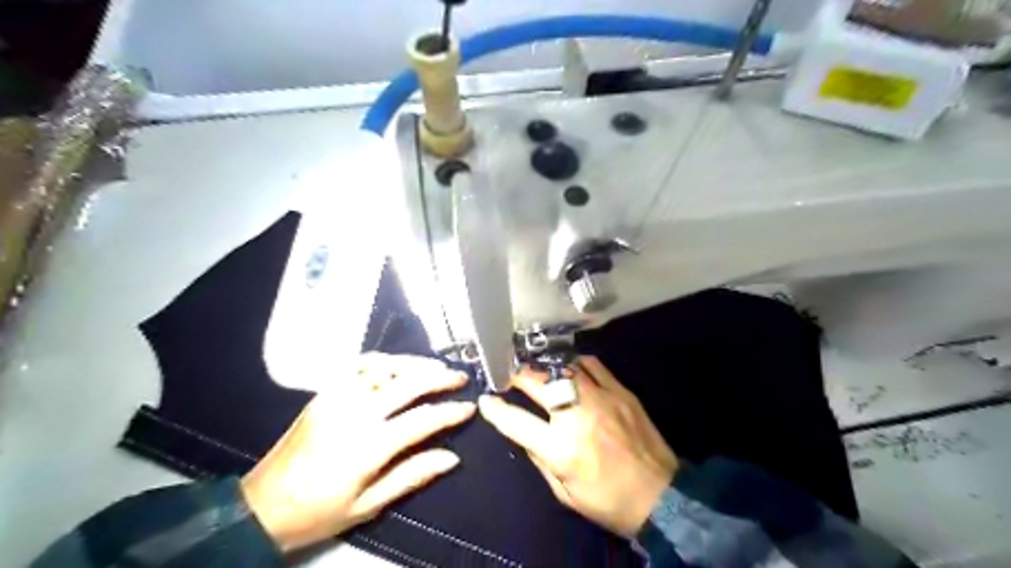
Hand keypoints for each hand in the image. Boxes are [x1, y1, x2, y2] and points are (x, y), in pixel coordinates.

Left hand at [239, 352, 473, 552]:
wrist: (261, 505)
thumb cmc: (319, 511)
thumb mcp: (368, 506)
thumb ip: (413, 476)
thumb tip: (452, 458)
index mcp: (368, 445)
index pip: (422, 419)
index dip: (450, 412)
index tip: (469, 407)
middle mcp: (355, 412)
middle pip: (408, 383)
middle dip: (440, 377)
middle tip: (460, 377)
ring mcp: (337, 396)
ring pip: (386, 367)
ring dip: (416, 363)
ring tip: (436, 367)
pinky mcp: (325, 391)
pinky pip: (359, 364)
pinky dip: (384, 359)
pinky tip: (398, 364)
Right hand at [478, 357, 679, 539]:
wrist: (662, 497)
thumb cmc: (608, 502)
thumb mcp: (564, 493)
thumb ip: (539, 459)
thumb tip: (523, 433)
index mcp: (561, 449)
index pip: (516, 421)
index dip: (495, 410)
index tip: (486, 400)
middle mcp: (578, 416)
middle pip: (537, 383)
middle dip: (516, 375)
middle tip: (508, 375)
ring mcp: (602, 398)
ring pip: (564, 367)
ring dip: (544, 366)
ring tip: (535, 368)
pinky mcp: (621, 391)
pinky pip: (593, 365)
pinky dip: (575, 363)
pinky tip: (568, 367)